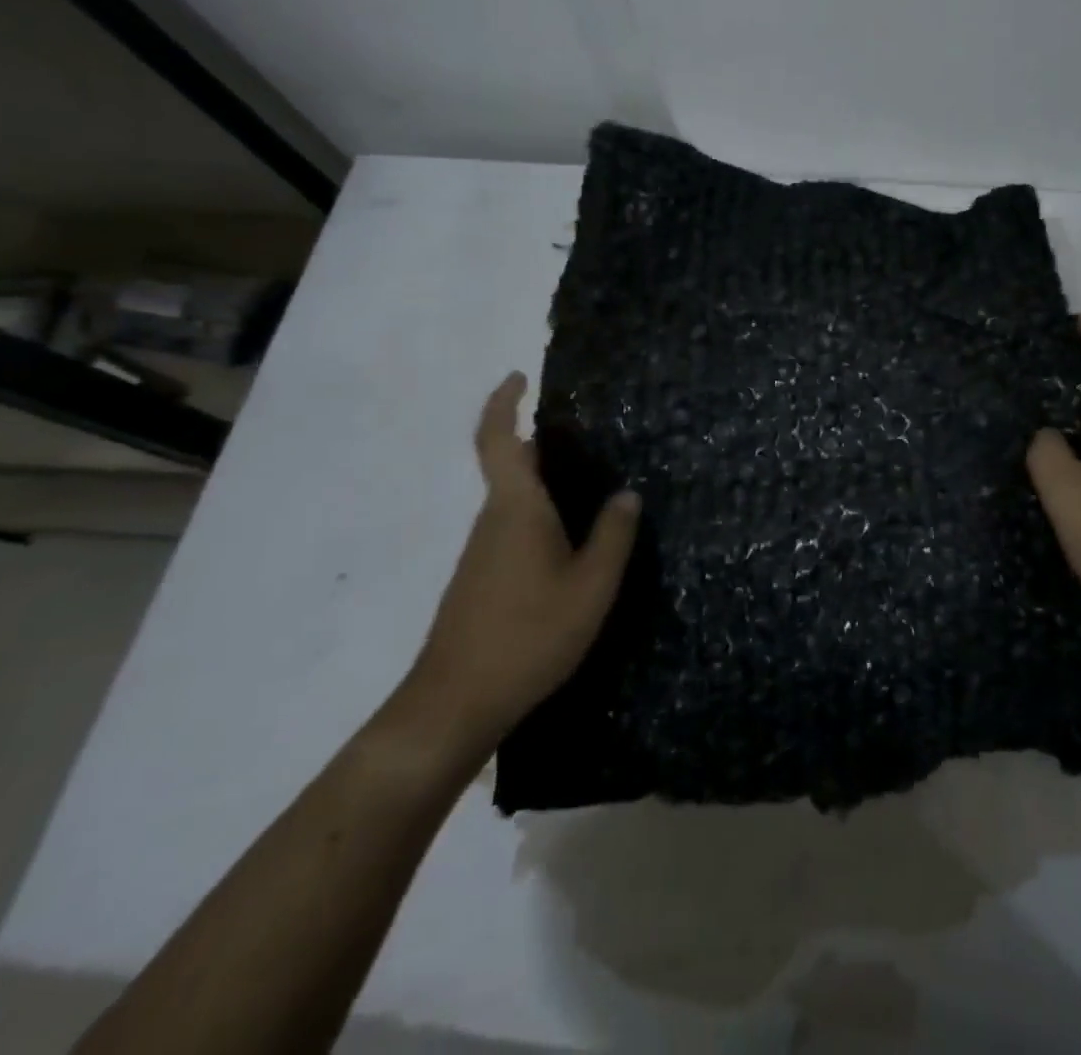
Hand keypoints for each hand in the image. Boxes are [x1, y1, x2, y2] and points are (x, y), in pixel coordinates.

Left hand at [402, 372, 638, 752]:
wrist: (454, 704)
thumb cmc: (528, 635)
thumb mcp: (591, 586)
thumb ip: (613, 536)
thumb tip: (626, 494)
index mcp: (516, 509)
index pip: (499, 440)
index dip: (504, 402)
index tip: (520, 376)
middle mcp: (493, 521)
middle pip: (511, 467)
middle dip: (542, 443)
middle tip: (593, 439)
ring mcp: (482, 552)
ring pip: (515, 501)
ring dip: (546, 484)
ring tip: (595, 489)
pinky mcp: (480, 579)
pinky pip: (514, 529)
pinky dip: (541, 518)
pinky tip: (573, 544)